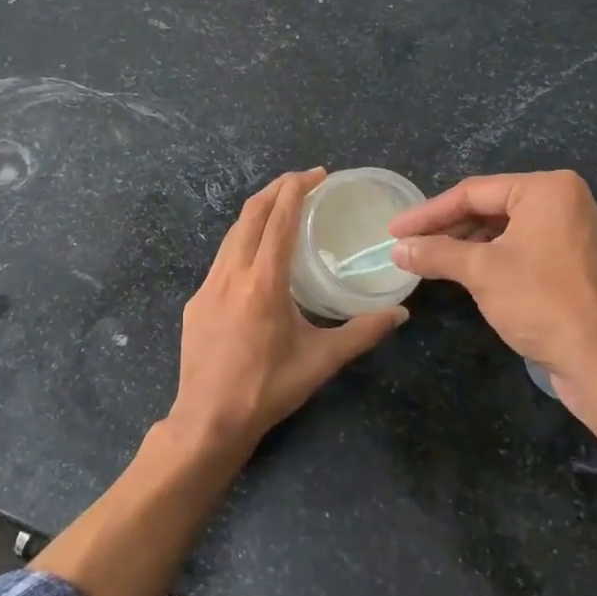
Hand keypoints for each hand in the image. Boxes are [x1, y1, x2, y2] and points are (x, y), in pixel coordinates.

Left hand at [174, 169, 406, 450]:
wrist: (208, 421)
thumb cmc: (268, 389)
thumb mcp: (321, 361)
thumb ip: (362, 333)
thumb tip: (400, 313)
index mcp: (263, 282)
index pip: (279, 220)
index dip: (297, 189)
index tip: (317, 174)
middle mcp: (231, 274)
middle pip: (250, 214)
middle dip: (276, 189)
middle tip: (304, 181)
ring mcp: (207, 286)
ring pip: (232, 234)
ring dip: (258, 213)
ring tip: (282, 209)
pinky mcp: (196, 302)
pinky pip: (221, 258)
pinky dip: (242, 242)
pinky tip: (257, 258)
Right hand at [389, 171, 596, 446]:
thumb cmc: (543, 303)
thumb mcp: (482, 272)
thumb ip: (436, 253)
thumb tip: (398, 249)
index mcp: (547, 190)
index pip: (473, 192)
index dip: (428, 213)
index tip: (393, 230)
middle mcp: (563, 202)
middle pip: (489, 207)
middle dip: (446, 228)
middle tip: (407, 246)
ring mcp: (570, 232)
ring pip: (503, 230)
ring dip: (464, 245)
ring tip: (427, 260)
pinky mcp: (571, 262)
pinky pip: (520, 248)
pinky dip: (489, 258)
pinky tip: (462, 272)